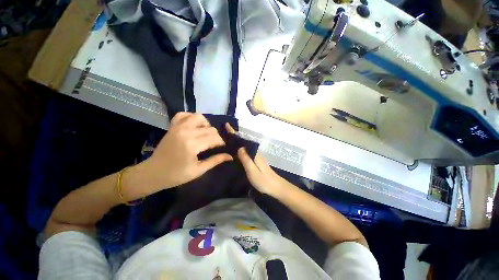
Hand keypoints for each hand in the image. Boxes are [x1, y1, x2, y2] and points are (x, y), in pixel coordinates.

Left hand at [142, 113, 232, 189]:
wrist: (153, 173)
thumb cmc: (177, 175)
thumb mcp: (198, 170)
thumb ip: (215, 160)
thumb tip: (230, 156)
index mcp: (192, 145)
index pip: (214, 138)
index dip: (221, 143)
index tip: (222, 148)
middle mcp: (186, 132)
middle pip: (210, 129)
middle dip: (216, 136)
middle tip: (215, 145)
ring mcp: (178, 127)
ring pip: (199, 117)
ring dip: (206, 125)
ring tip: (205, 134)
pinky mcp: (173, 126)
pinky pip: (184, 114)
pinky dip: (191, 117)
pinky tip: (194, 125)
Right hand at [225, 123, 284, 195]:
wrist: (276, 187)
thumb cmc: (264, 181)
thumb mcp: (252, 171)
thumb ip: (246, 159)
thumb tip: (239, 147)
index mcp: (254, 153)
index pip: (243, 141)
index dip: (235, 134)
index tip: (227, 125)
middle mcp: (256, 152)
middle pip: (244, 141)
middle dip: (235, 136)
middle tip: (225, 131)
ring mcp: (257, 156)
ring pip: (246, 145)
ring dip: (238, 141)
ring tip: (228, 138)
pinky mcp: (257, 160)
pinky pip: (247, 150)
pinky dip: (241, 147)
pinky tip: (237, 150)